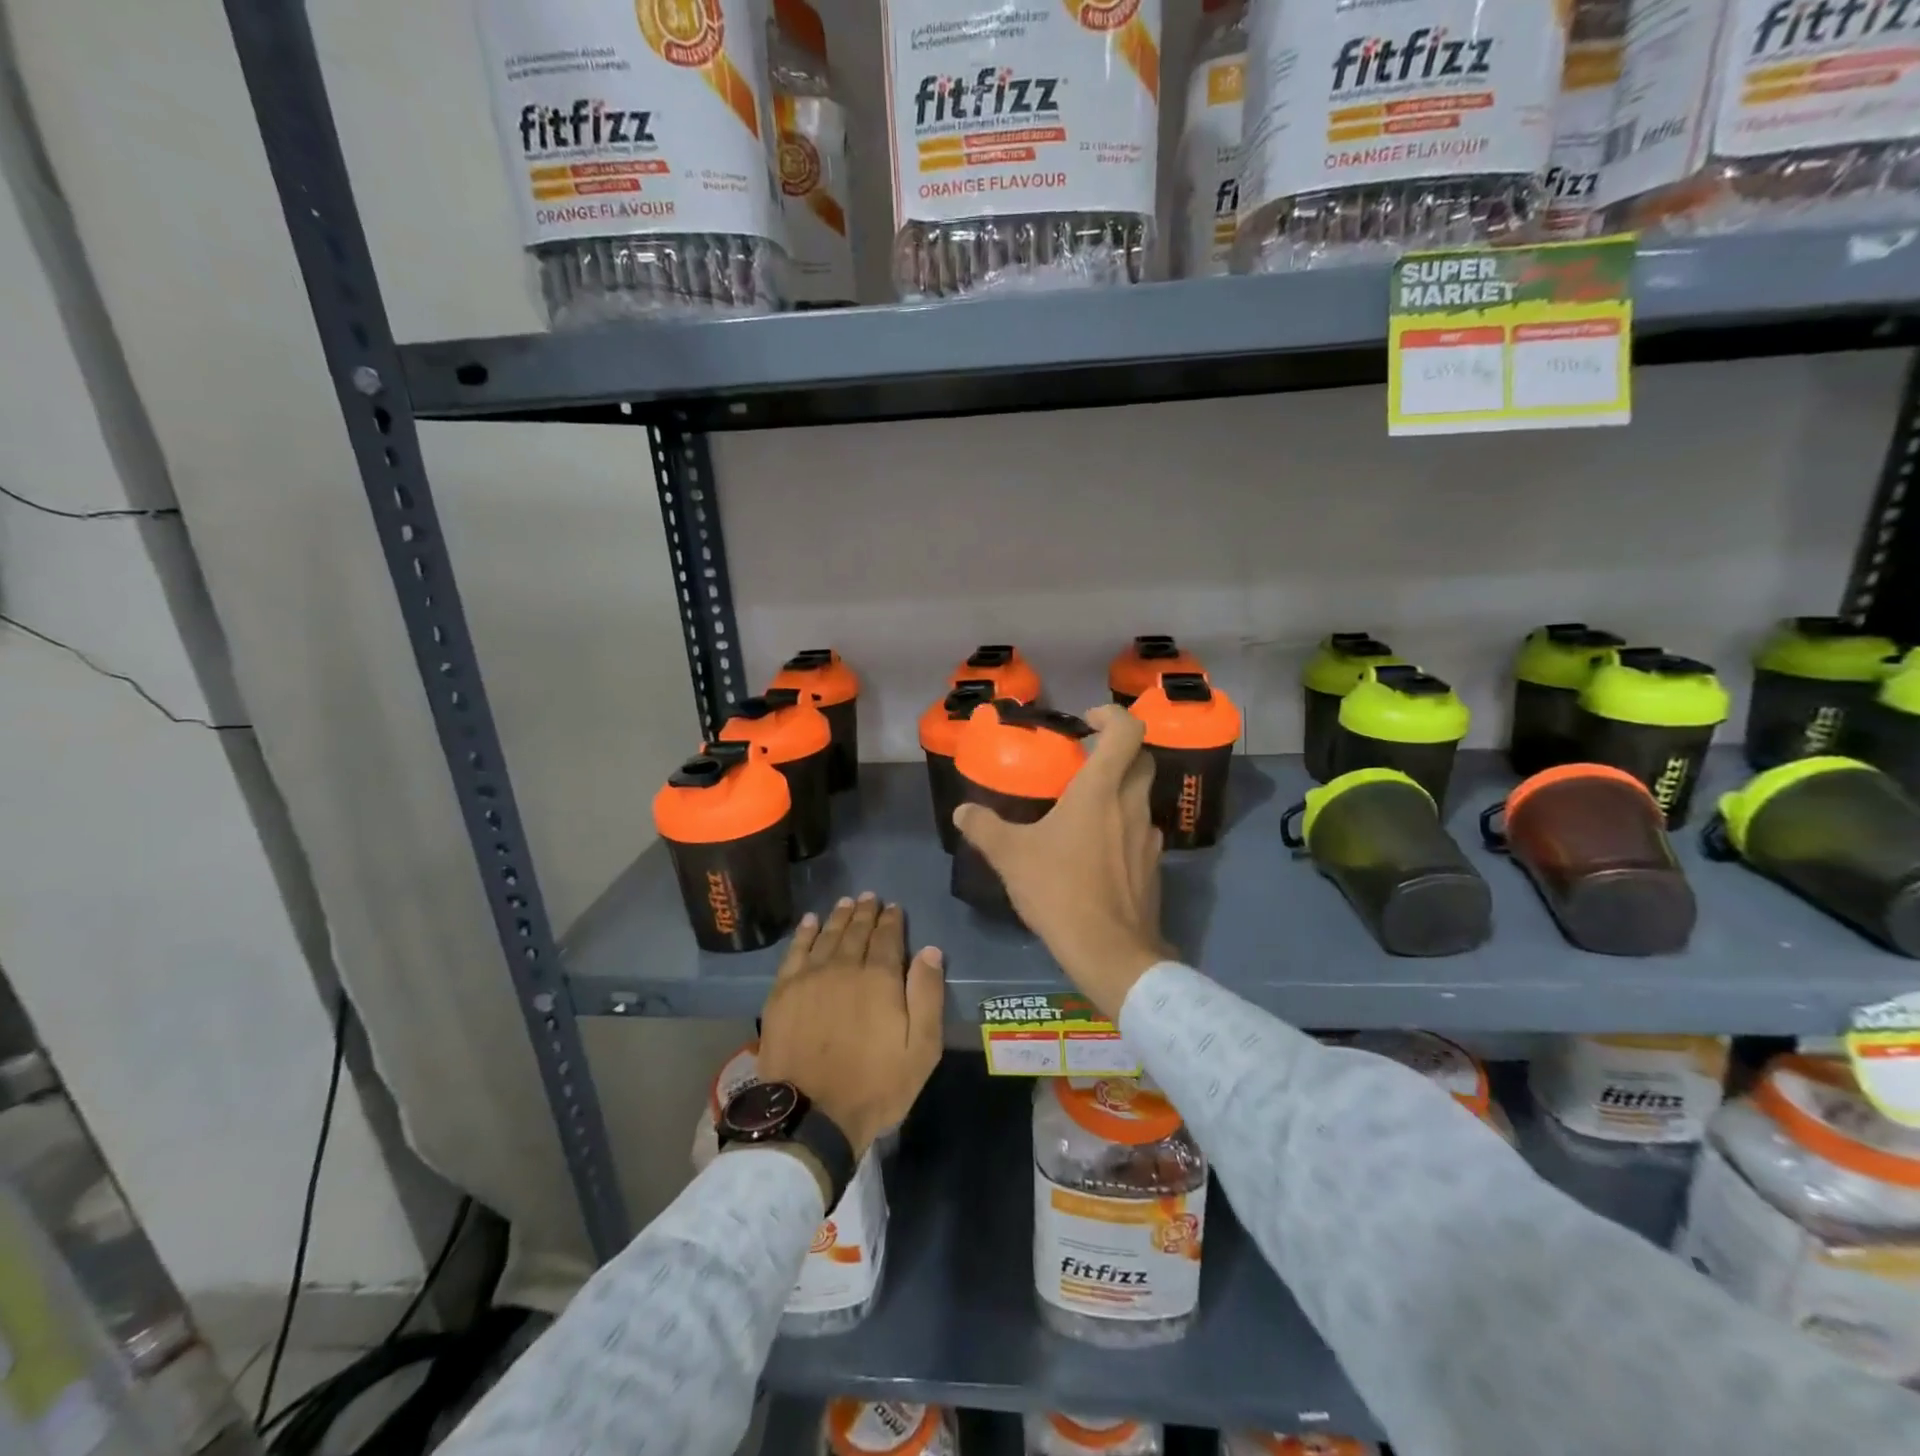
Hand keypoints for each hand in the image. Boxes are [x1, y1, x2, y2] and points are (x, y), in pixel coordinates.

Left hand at [755, 893, 944, 1158]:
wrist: (812, 1115)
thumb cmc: (875, 1086)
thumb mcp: (921, 1049)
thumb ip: (927, 996)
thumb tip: (930, 951)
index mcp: (880, 979)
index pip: (888, 938)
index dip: (892, 920)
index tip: (894, 907)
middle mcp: (844, 967)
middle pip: (857, 931)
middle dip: (866, 912)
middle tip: (870, 897)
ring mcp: (810, 978)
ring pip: (828, 936)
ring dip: (839, 917)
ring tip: (846, 902)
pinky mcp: (783, 992)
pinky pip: (795, 952)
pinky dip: (804, 934)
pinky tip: (810, 922)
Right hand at [953, 704, 1167, 1019]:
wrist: (1110, 951)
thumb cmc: (1060, 890)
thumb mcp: (1010, 856)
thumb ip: (984, 828)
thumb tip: (961, 811)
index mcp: (1101, 790)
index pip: (1128, 731)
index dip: (1112, 716)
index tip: (1088, 722)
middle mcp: (1132, 804)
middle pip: (1140, 759)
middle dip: (1117, 751)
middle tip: (1085, 761)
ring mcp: (1149, 836)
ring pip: (1141, 796)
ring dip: (1120, 791)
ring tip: (1085, 809)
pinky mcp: (1154, 866)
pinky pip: (1141, 831)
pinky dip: (1123, 826)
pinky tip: (1097, 851)